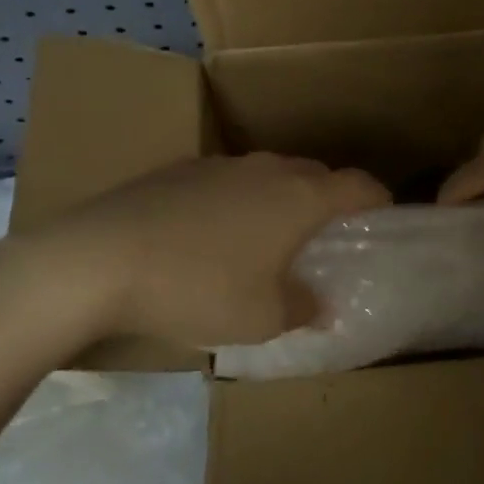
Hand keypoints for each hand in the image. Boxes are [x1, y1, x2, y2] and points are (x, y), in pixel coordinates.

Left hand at [39, 152, 390, 348]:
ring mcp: (221, 164)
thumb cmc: (197, 288)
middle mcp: (266, 169)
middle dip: (330, 199)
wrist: (99, 258)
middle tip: (327, 236)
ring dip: (281, 198)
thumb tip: (321, 305)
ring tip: (270, 237)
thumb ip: (301, 309)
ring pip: (269, 174)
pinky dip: (239, 200)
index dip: (378, 198)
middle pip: (315, 174)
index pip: (357, 184)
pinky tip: (214, 234)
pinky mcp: (180, 169)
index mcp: (299, 197)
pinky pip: (229, 180)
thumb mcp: (260, 319)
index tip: (384, 216)